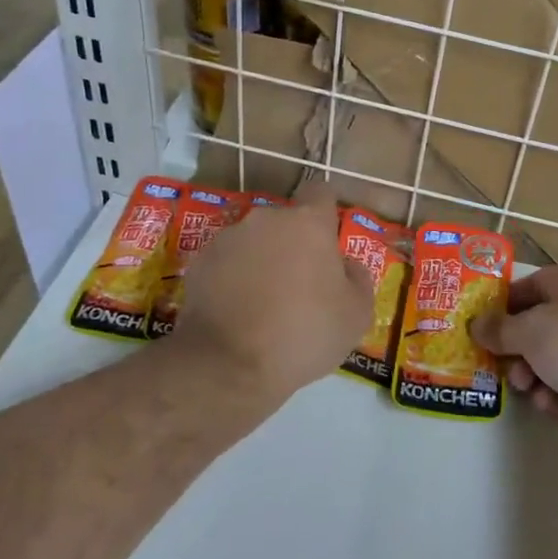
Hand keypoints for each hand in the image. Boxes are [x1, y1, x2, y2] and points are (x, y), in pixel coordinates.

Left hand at [174, 182, 373, 401]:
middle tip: (300, 285)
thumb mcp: (356, 316)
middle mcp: (267, 219)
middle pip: (286, 221)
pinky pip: (226, 263)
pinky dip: (233, 279)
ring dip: (262, 261)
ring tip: (264, 304)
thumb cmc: (304, 334)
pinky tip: (237, 312)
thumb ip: (358, 279)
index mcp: (309, 223)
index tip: (329, 239)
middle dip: (293, 244)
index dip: (326, 212)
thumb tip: (347, 266)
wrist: (229, 365)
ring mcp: (228, 238)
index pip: (321, 192)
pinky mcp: (199, 263)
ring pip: (254, 241)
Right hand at [469, 265, 557, 447]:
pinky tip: (549, 403)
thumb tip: (476, 325)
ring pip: (553, 356)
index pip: (533, 284)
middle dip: (517, 346)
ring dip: (532, 372)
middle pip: (541, 323)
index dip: (505, 303)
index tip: (482, 324)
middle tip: (499, 362)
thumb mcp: (530, 330)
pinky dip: (555, 392)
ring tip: (525, 387)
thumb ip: (499, 329)